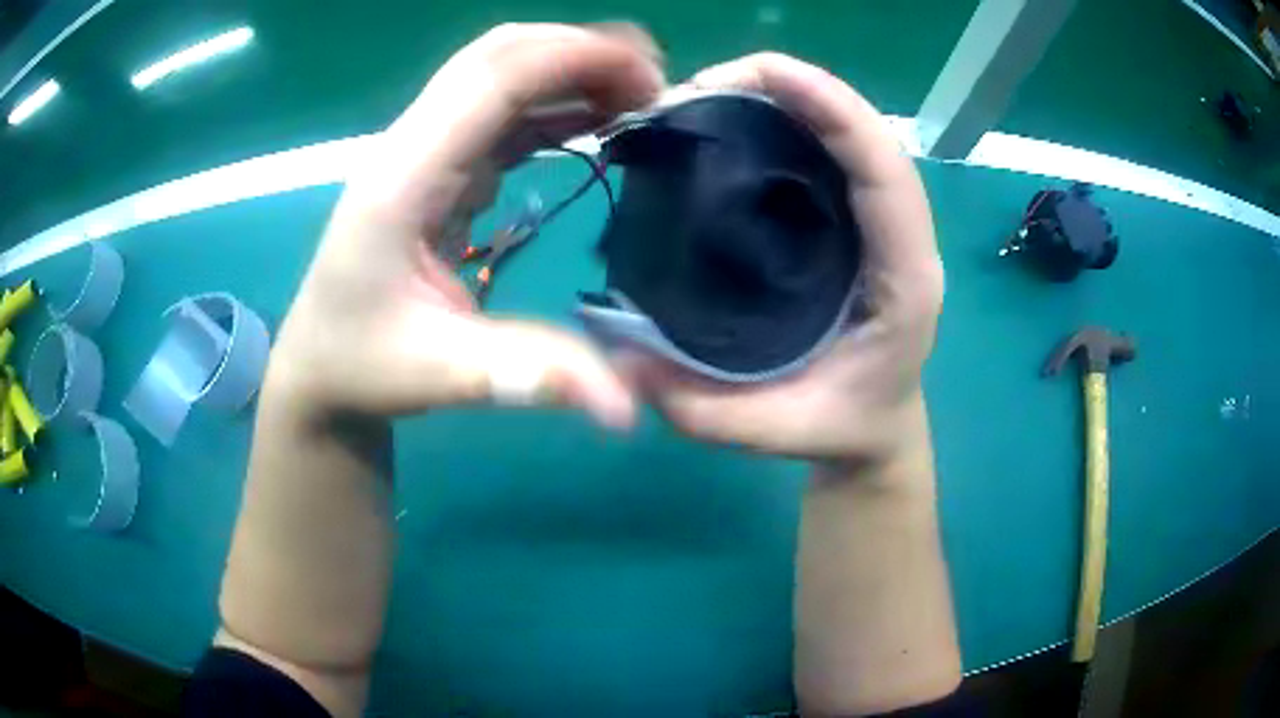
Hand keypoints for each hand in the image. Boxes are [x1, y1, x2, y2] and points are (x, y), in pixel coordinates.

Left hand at [266, 24, 663, 428]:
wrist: (318, 367)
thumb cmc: (362, 366)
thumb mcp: (443, 376)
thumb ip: (532, 376)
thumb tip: (628, 407)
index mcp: (403, 178)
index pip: (491, 79)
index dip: (573, 57)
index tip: (649, 76)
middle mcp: (410, 146)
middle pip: (497, 56)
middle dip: (580, 50)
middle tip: (655, 83)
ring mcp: (422, 152)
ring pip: (499, 74)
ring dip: (570, 70)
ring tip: (638, 97)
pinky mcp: (436, 168)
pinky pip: (500, 112)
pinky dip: (554, 104)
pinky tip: (594, 122)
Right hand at [627, 53, 943, 464]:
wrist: (877, 430)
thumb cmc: (843, 428)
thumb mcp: (777, 432)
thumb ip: (704, 411)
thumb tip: (617, 360)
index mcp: (905, 278)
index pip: (886, 172)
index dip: (836, 109)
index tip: (761, 73)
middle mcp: (903, 237)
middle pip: (867, 135)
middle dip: (793, 89)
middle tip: (699, 87)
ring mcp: (882, 223)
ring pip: (849, 136)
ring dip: (787, 99)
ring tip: (708, 95)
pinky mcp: (856, 221)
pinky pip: (831, 155)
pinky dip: (787, 122)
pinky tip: (733, 123)